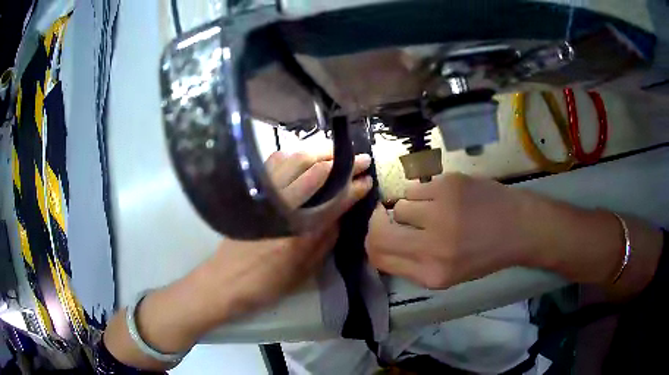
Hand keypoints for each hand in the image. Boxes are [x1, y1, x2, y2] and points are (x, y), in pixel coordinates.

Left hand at [199, 151, 373, 316]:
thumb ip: (326, 239)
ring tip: (336, 153)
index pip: (335, 200)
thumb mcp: (306, 270)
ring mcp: (265, 194)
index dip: (354, 188)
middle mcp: (284, 206)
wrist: (226, 280)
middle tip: (360, 158)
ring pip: (295, 159)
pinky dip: (293, 154)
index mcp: (301, 231)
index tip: (367, 179)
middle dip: (342, 161)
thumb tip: (340, 213)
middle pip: (316, 170)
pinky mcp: (251, 190)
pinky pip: (275, 163)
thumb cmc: (268, 283)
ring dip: (319, 152)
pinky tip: (303, 156)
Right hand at [366, 173, 532, 288]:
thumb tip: (381, 242)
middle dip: (378, 223)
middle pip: (378, 231)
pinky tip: (444, 198)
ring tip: (432, 210)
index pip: (378, 257)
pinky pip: (417, 188)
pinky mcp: (449, 185)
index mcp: (431, 274)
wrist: (518, 227)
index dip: (372, 244)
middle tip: (388, 217)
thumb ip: (411, 264)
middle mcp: (432, 245)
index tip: (378, 234)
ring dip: (410, 208)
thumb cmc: (484, 255)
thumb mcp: (447, 275)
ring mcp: (441, 211)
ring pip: (400, 205)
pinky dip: (424, 193)